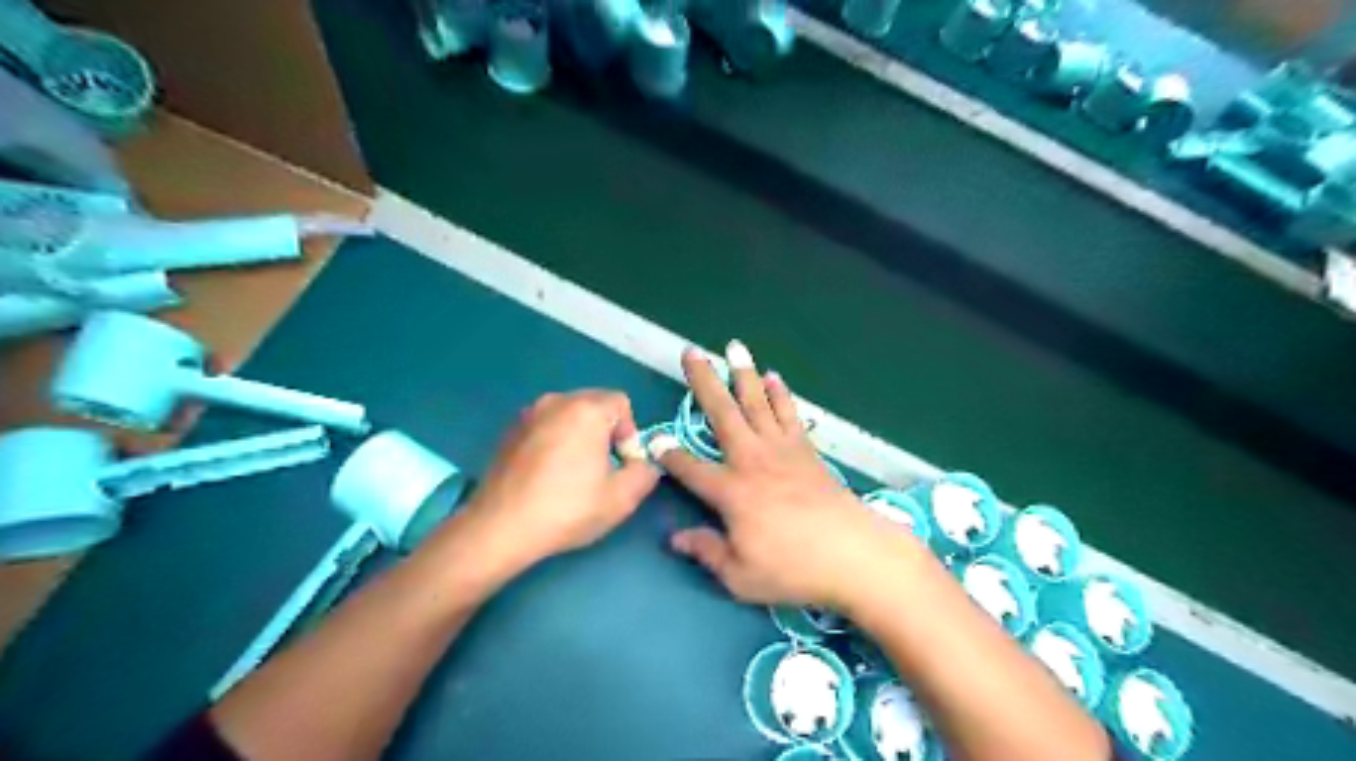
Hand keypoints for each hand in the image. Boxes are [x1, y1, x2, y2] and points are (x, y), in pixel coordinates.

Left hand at [460, 393, 664, 570]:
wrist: (500, 527)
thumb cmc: (567, 508)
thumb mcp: (622, 498)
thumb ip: (645, 473)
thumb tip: (645, 465)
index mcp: (585, 409)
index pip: (621, 403)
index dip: (629, 433)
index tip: (621, 464)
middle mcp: (555, 402)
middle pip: (594, 406)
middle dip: (605, 433)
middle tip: (602, 470)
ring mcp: (528, 415)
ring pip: (568, 417)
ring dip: (579, 437)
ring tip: (575, 474)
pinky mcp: (509, 433)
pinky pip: (545, 427)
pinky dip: (555, 443)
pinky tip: (548, 477)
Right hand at [653, 346, 926, 612]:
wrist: (854, 555)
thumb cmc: (793, 569)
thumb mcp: (740, 576)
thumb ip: (706, 551)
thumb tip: (675, 538)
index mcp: (731, 491)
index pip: (689, 468)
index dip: (668, 455)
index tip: (654, 438)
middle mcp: (752, 460)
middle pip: (722, 414)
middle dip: (704, 381)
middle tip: (691, 352)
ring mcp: (782, 451)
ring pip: (756, 403)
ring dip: (743, 374)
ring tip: (734, 347)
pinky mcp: (806, 451)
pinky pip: (789, 414)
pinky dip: (780, 394)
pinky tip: (774, 378)